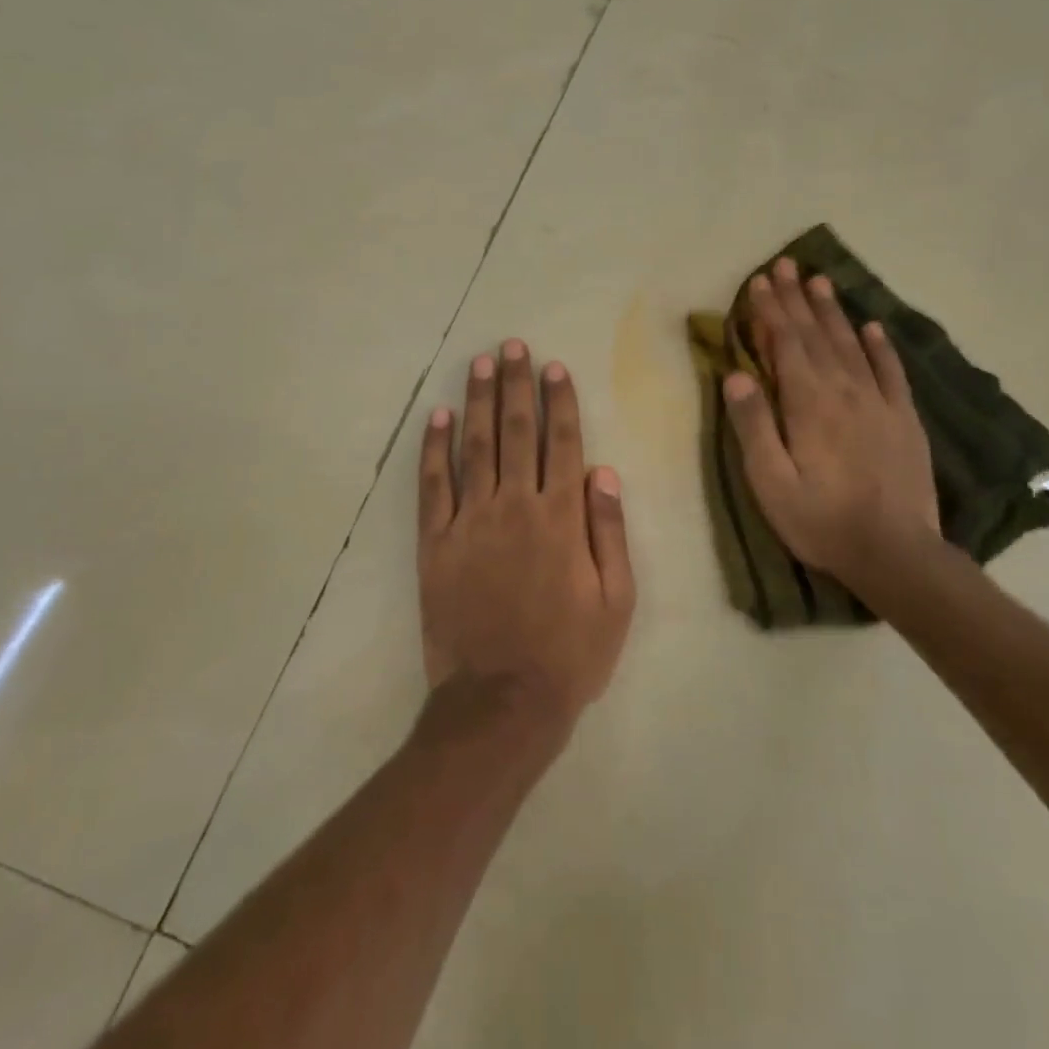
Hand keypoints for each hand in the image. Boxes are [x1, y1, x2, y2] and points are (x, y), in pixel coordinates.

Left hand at [417, 339, 636, 734]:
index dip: (559, 401)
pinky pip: (432, 485)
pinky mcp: (435, 542)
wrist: (501, 702)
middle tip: (512, 347)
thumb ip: (609, 532)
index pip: (562, 443)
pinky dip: (433, 448)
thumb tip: (603, 471)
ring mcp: (470, 521)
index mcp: (561, 518)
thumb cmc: (569, 654)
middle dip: (515, 385)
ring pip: (474, 446)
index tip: (553, 367)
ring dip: (477, 401)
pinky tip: (435, 417)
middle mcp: (515, 506)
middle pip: (516, 431)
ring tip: (479, 363)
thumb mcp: (615, 601)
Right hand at [723, 258, 940, 592]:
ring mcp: (879, 403)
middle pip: (816, 335)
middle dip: (797, 299)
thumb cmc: (820, 520)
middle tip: (785, 265)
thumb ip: (753, 426)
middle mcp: (844, 391)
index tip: (759, 281)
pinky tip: (872, 326)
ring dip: (833, 311)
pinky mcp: (904, 419)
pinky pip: (891, 372)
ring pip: (851, 344)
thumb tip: (735, 375)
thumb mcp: (770, 481)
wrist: (895, 553)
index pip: (785, 345)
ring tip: (820, 281)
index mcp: (808, 403)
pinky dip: (880, 346)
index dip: (770, 311)